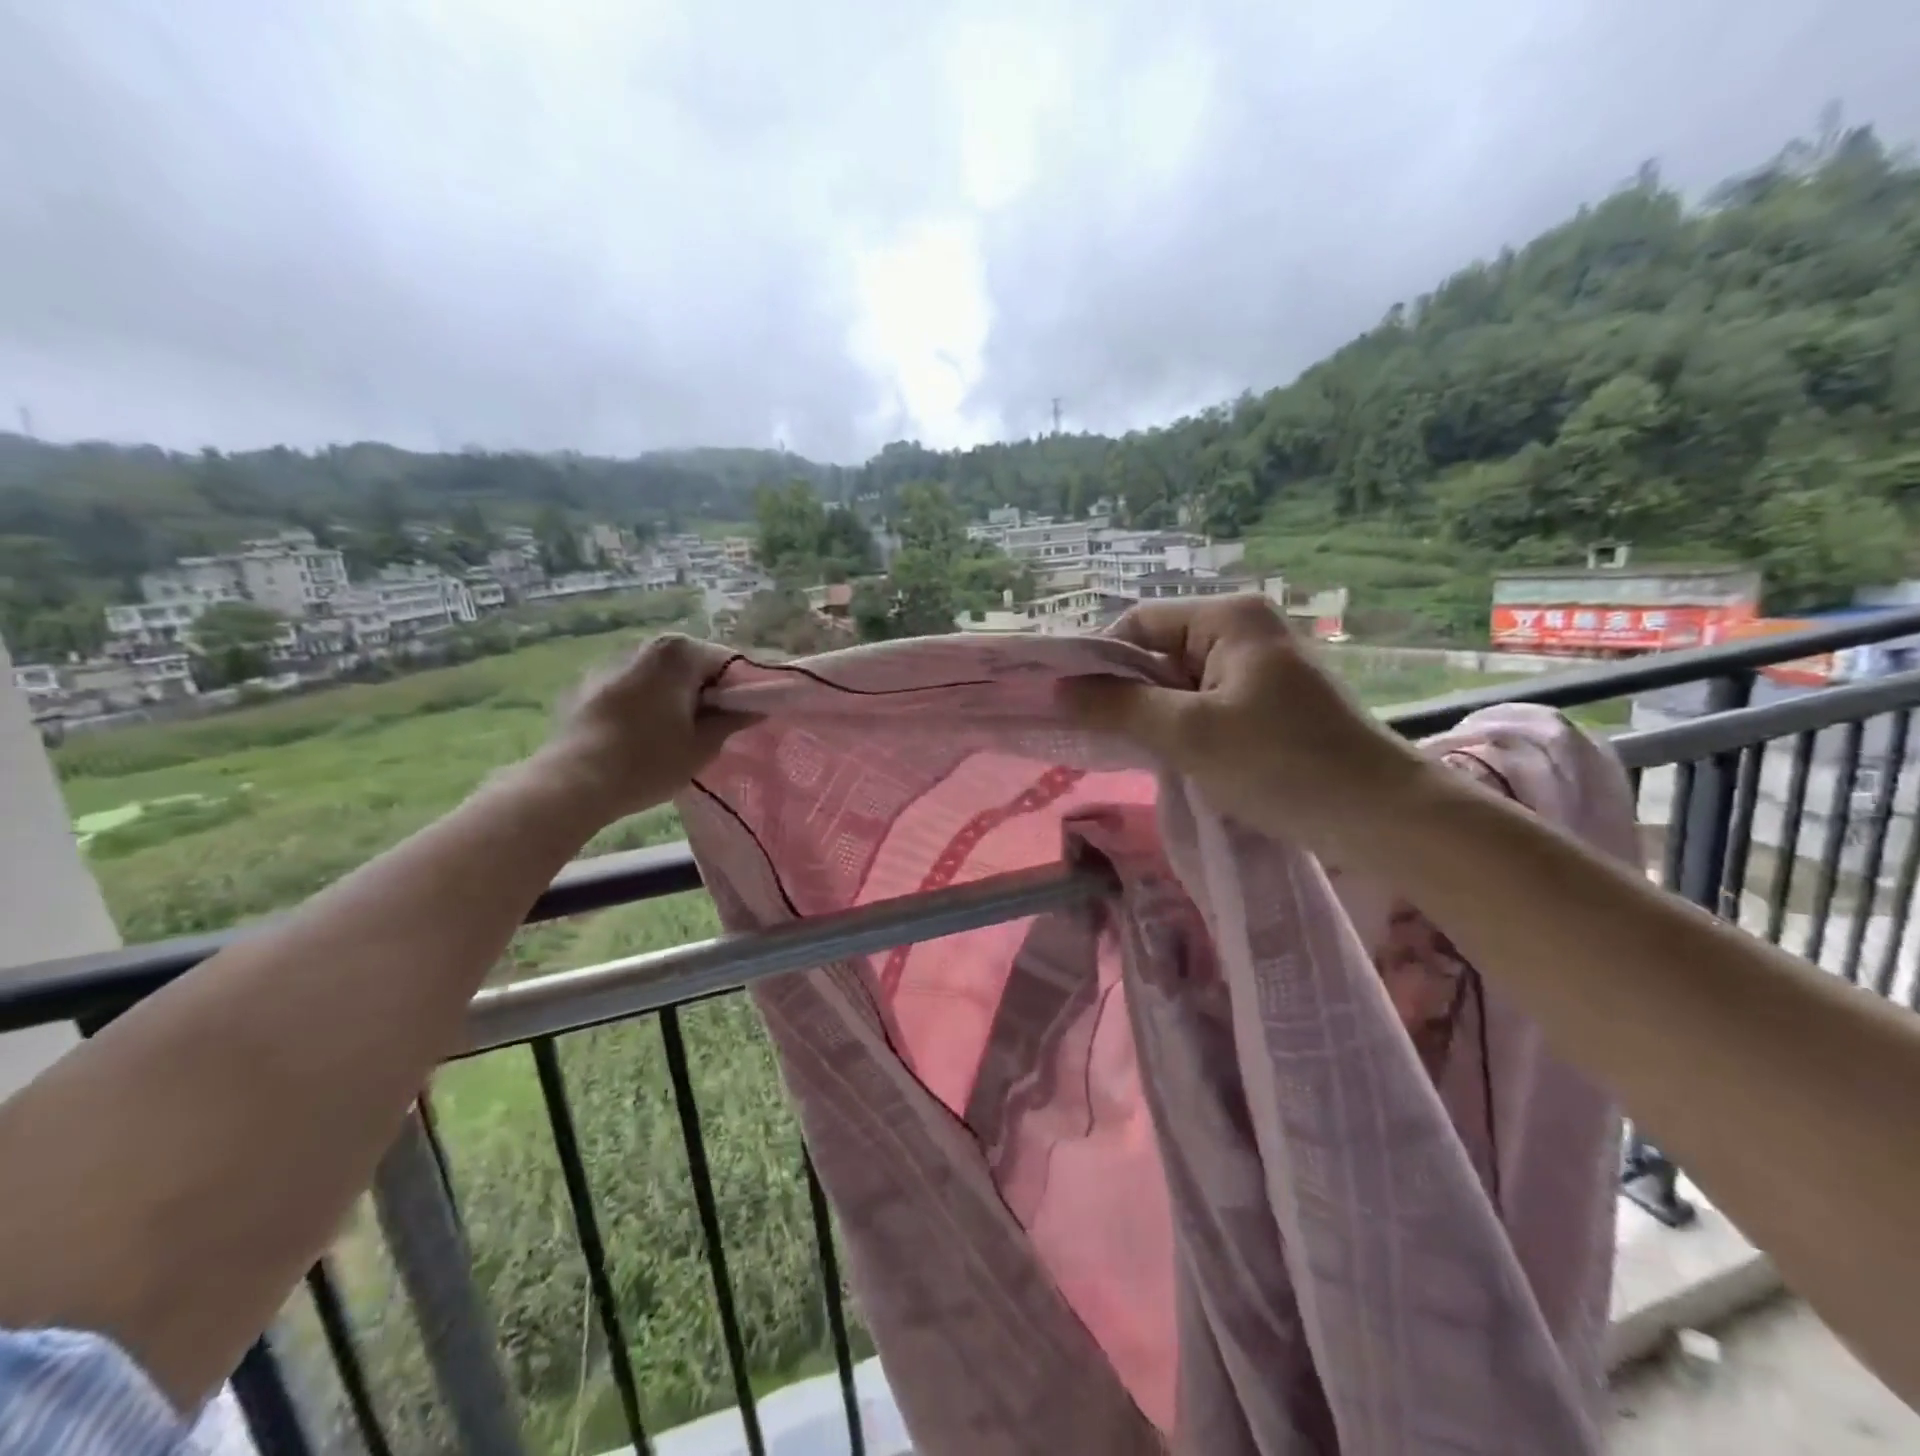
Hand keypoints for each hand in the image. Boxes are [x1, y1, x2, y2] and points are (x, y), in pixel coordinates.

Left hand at [533, 634, 750, 822]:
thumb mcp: (704, 745)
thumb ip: (734, 719)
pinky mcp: (587, 687)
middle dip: (707, 692)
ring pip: (660, 678)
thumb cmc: (649, 761)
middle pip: (692, 666)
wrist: (573, 782)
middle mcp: (645, 647)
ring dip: (674, 698)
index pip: (729, 662)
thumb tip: (756, 707)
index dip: (743, 690)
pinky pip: (632, 690)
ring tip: (677, 735)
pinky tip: (642, 738)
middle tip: (714, 729)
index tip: (747, 717)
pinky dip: (644, 705)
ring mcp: (611, 664)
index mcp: (679, 653)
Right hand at [1059, 596, 1429, 853]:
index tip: (1074, 706)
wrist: (1382, 816)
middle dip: (1127, 693)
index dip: (1100, 661)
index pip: (1139, 623)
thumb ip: (1118, 707)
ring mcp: (1260, 666)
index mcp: (1228, 617)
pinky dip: (1183, 727)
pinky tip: (1174, 758)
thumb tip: (1058, 689)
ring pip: (1180, 682)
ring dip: (1154, 715)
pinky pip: (1206, 703)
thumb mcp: (1188, 734)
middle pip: (1159, 651)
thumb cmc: (1281, 764)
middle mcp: (1244, 629)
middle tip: (1100, 736)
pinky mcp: (1270, 701)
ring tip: (1135, 752)